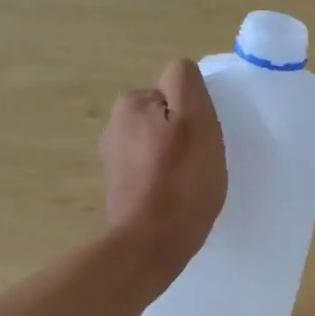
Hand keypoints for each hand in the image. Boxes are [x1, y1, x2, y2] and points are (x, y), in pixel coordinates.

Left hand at [99, 59, 226, 290]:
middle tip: (199, 164)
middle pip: (164, 119)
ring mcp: (113, 160)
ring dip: (173, 160)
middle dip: (181, 136)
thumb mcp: (196, 119)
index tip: (201, 141)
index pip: (174, 93)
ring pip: (157, 147)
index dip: (194, 115)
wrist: (151, 243)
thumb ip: (186, 83)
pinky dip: (163, 182)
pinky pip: (149, 173)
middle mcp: (114, 126)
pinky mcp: (118, 189)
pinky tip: (174, 200)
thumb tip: (179, 72)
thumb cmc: (181, 181)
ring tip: (188, 185)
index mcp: (131, 104)